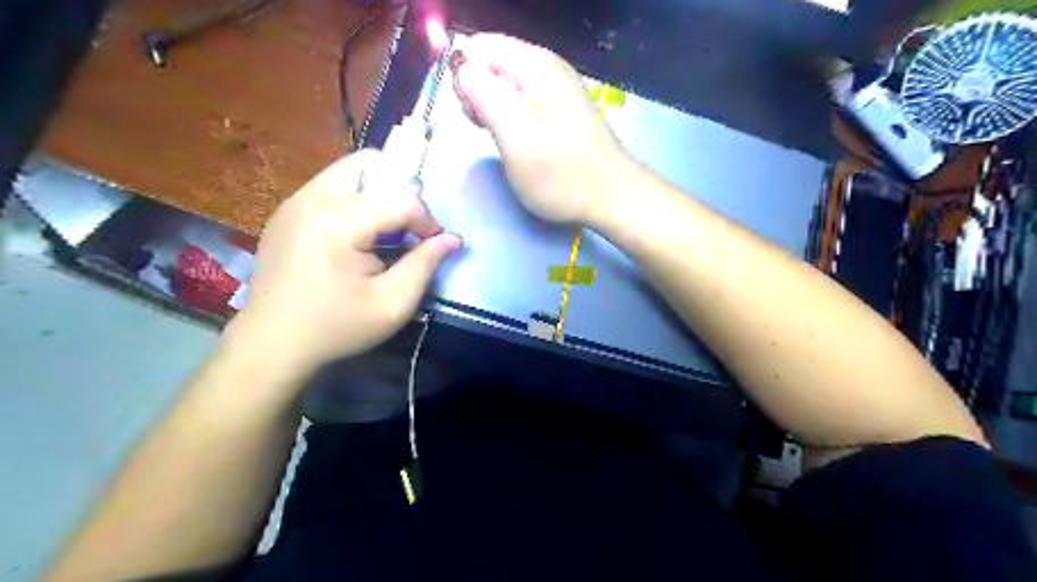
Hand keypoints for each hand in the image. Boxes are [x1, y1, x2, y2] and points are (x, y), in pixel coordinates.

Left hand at [232, 149, 462, 374]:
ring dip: (377, 193)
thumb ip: (425, 264)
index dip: (427, 220)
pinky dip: (353, 200)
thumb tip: (452, 238)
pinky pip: (329, 187)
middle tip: (408, 226)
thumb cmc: (337, 328)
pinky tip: (356, 238)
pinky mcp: (286, 212)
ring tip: (384, 232)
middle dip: (400, 189)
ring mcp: (294, 202)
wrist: (271, 344)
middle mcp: (312, 199)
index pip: (401, 198)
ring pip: (348, 171)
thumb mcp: (392, 304)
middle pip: (369, 163)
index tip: (432, 246)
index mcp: (339, 222)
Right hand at [456, 34, 631, 221]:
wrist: (612, 198)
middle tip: (485, 129)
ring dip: (491, 106)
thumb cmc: (563, 178)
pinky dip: (509, 114)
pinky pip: (521, 96)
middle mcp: (547, 66)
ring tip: (500, 138)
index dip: (465, 77)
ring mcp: (557, 85)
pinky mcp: (560, 105)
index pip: (479, 46)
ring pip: (505, 80)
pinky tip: (514, 138)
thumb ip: (488, 100)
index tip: (472, 113)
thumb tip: (464, 68)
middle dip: (477, 92)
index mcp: (535, 67)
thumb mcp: (518, 143)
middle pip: (491, 60)